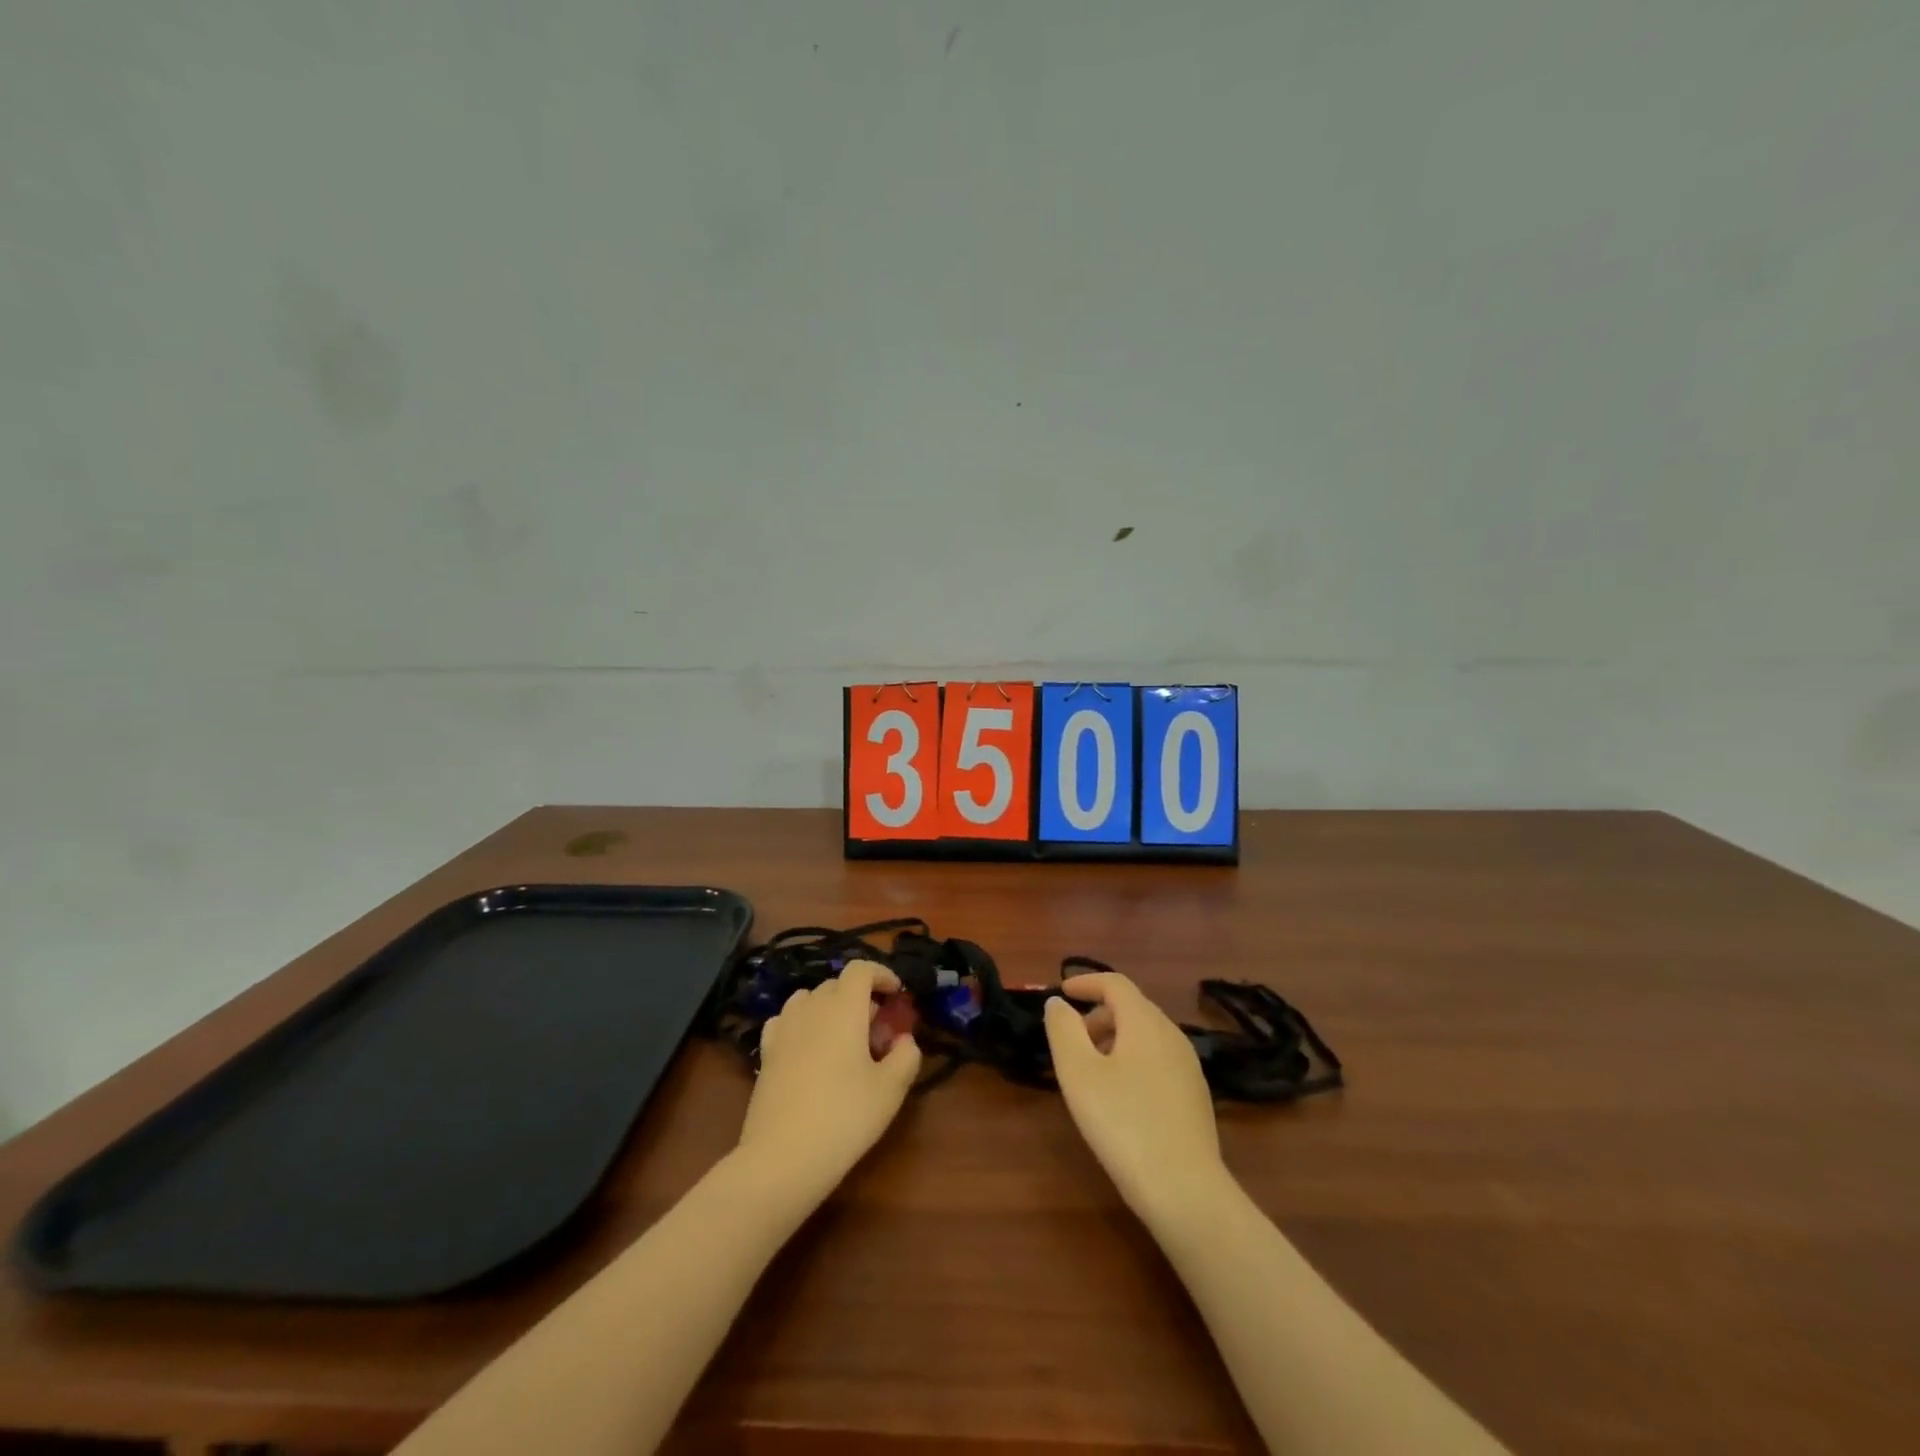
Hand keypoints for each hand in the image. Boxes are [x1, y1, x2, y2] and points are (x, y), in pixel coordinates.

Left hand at [736, 960, 922, 1205]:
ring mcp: (784, 1029)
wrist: (781, 1157)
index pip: (860, 969)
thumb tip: (904, 1040)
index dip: (881, 974)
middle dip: (860, 997)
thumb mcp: (890, 1090)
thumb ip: (906, 1056)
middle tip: (878, 1031)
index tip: (896, 994)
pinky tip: (810, 1049)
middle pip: (837, 984)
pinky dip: (803, 1023)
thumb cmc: (844, 1117)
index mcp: (843, 1008)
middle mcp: (811, 1008)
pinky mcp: (766, 1053)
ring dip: (830, 1008)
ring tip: (844, 1039)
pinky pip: (787, 1021)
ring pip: (810, 999)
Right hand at [1044, 973, 1226, 1220]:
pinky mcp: (1195, 1096)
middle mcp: (1172, 1035)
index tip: (1062, 991)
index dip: (1086, 982)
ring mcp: (1188, 1066)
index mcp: (1145, 1022)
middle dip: (1098, 1014)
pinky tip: (1120, 1097)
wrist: (1185, 1190)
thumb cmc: (1123, 1123)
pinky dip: (1133, 1059)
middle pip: (1132, 1007)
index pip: (1115, 984)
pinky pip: (1158, 1059)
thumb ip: (1063, 1030)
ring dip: (1115, 1038)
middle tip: (1071, 1039)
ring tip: (1091, 1070)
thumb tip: (1059, 1003)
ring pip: (1146, 1035)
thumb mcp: (1079, 1074)